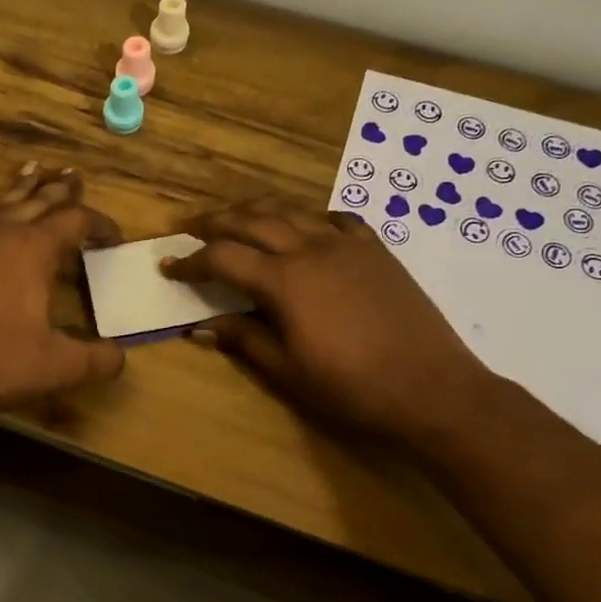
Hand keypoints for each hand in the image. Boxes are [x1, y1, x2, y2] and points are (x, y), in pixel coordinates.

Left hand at [0, 164, 125, 417]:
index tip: (113, 238)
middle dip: (61, 189)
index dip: (99, 224)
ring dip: (24, 188)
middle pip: (38, 199)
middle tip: (74, 176)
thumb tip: (120, 356)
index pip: (75, 220)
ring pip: (3, 202)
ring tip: (34, 170)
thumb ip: (96, 359)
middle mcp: (1, 232)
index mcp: (34, 248)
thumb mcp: (57, 366)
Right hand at [162, 199, 495, 443]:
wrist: (432, 389)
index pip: (222, 257)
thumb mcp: (287, 371)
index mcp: (283, 280)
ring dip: (256, 212)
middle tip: (189, 226)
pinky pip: (336, 220)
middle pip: (251, 220)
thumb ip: (243, 340)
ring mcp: (347, 245)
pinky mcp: (376, 250)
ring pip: (291, 212)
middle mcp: (309, 249)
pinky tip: (306, 229)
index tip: (168, 267)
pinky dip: (310, 219)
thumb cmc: (351, 387)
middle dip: (214, 221)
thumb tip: (201, 326)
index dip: (190, 261)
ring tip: (236, 218)